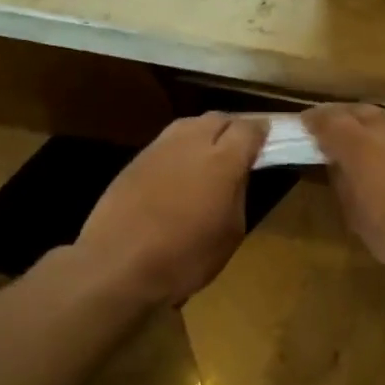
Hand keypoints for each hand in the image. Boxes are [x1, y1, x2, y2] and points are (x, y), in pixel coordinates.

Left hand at [75, 113, 264, 305]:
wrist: (116, 265)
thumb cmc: (184, 258)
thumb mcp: (229, 234)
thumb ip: (238, 195)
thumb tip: (238, 176)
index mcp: (223, 161)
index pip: (249, 128)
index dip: (262, 133)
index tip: (269, 143)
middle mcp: (191, 143)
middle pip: (218, 119)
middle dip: (233, 129)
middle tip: (241, 150)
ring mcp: (158, 149)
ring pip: (189, 125)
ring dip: (204, 134)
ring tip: (210, 157)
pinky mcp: (134, 161)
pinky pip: (166, 143)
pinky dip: (180, 149)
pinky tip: (180, 172)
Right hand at [304, 104, 384, 283]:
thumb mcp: (364, 225)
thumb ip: (346, 190)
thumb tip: (340, 169)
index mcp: (361, 147)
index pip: (328, 121)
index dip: (314, 122)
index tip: (306, 126)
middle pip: (362, 112)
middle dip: (346, 121)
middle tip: (339, 136)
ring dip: (382, 130)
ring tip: (381, 150)